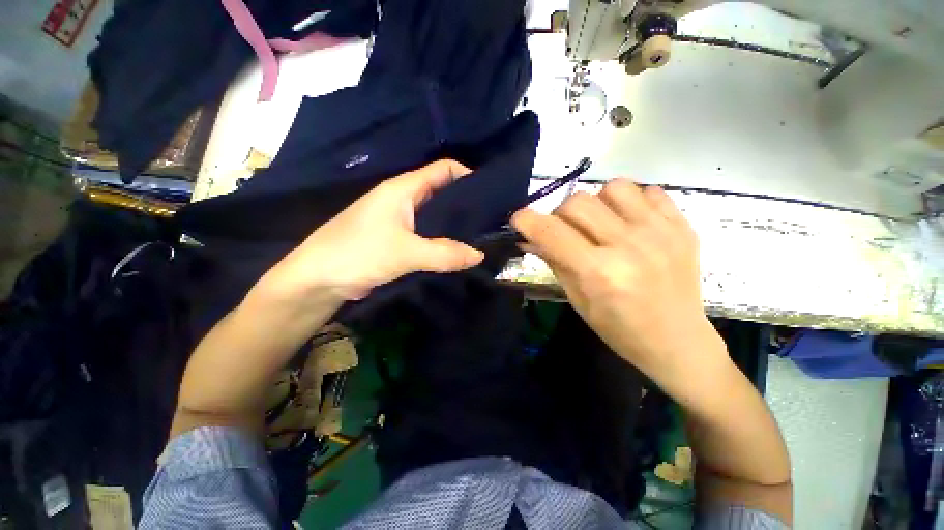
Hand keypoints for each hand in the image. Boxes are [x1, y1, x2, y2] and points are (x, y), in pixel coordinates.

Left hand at [257, 159, 484, 306]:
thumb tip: (479, 255)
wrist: (319, 279)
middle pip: (443, 193)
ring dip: (456, 225)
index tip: (491, 194)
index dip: (468, 176)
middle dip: (466, 204)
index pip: (443, 169)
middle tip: (491, 219)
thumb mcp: (405, 252)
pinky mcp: (399, 239)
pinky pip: (428, 235)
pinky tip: (458, 250)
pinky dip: (444, 241)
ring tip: (481, 236)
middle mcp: (404, 199)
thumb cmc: (358, 253)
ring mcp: (402, 220)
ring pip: (436, 217)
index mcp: (403, 189)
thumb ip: (444, 254)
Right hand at [511, 179, 724, 382]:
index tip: (519, 219)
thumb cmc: (619, 329)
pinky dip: (630, 202)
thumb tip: (530, 237)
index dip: (527, 220)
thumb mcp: (577, 299)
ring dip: (596, 203)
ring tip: (600, 223)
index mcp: (599, 272)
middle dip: (560, 214)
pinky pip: (647, 191)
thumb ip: (554, 261)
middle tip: (565, 232)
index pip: (551, 231)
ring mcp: (661, 232)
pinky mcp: (682, 226)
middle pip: (578, 201)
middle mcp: (629, 246)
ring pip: (612, 187)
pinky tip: (629, 223)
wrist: (678, 341)